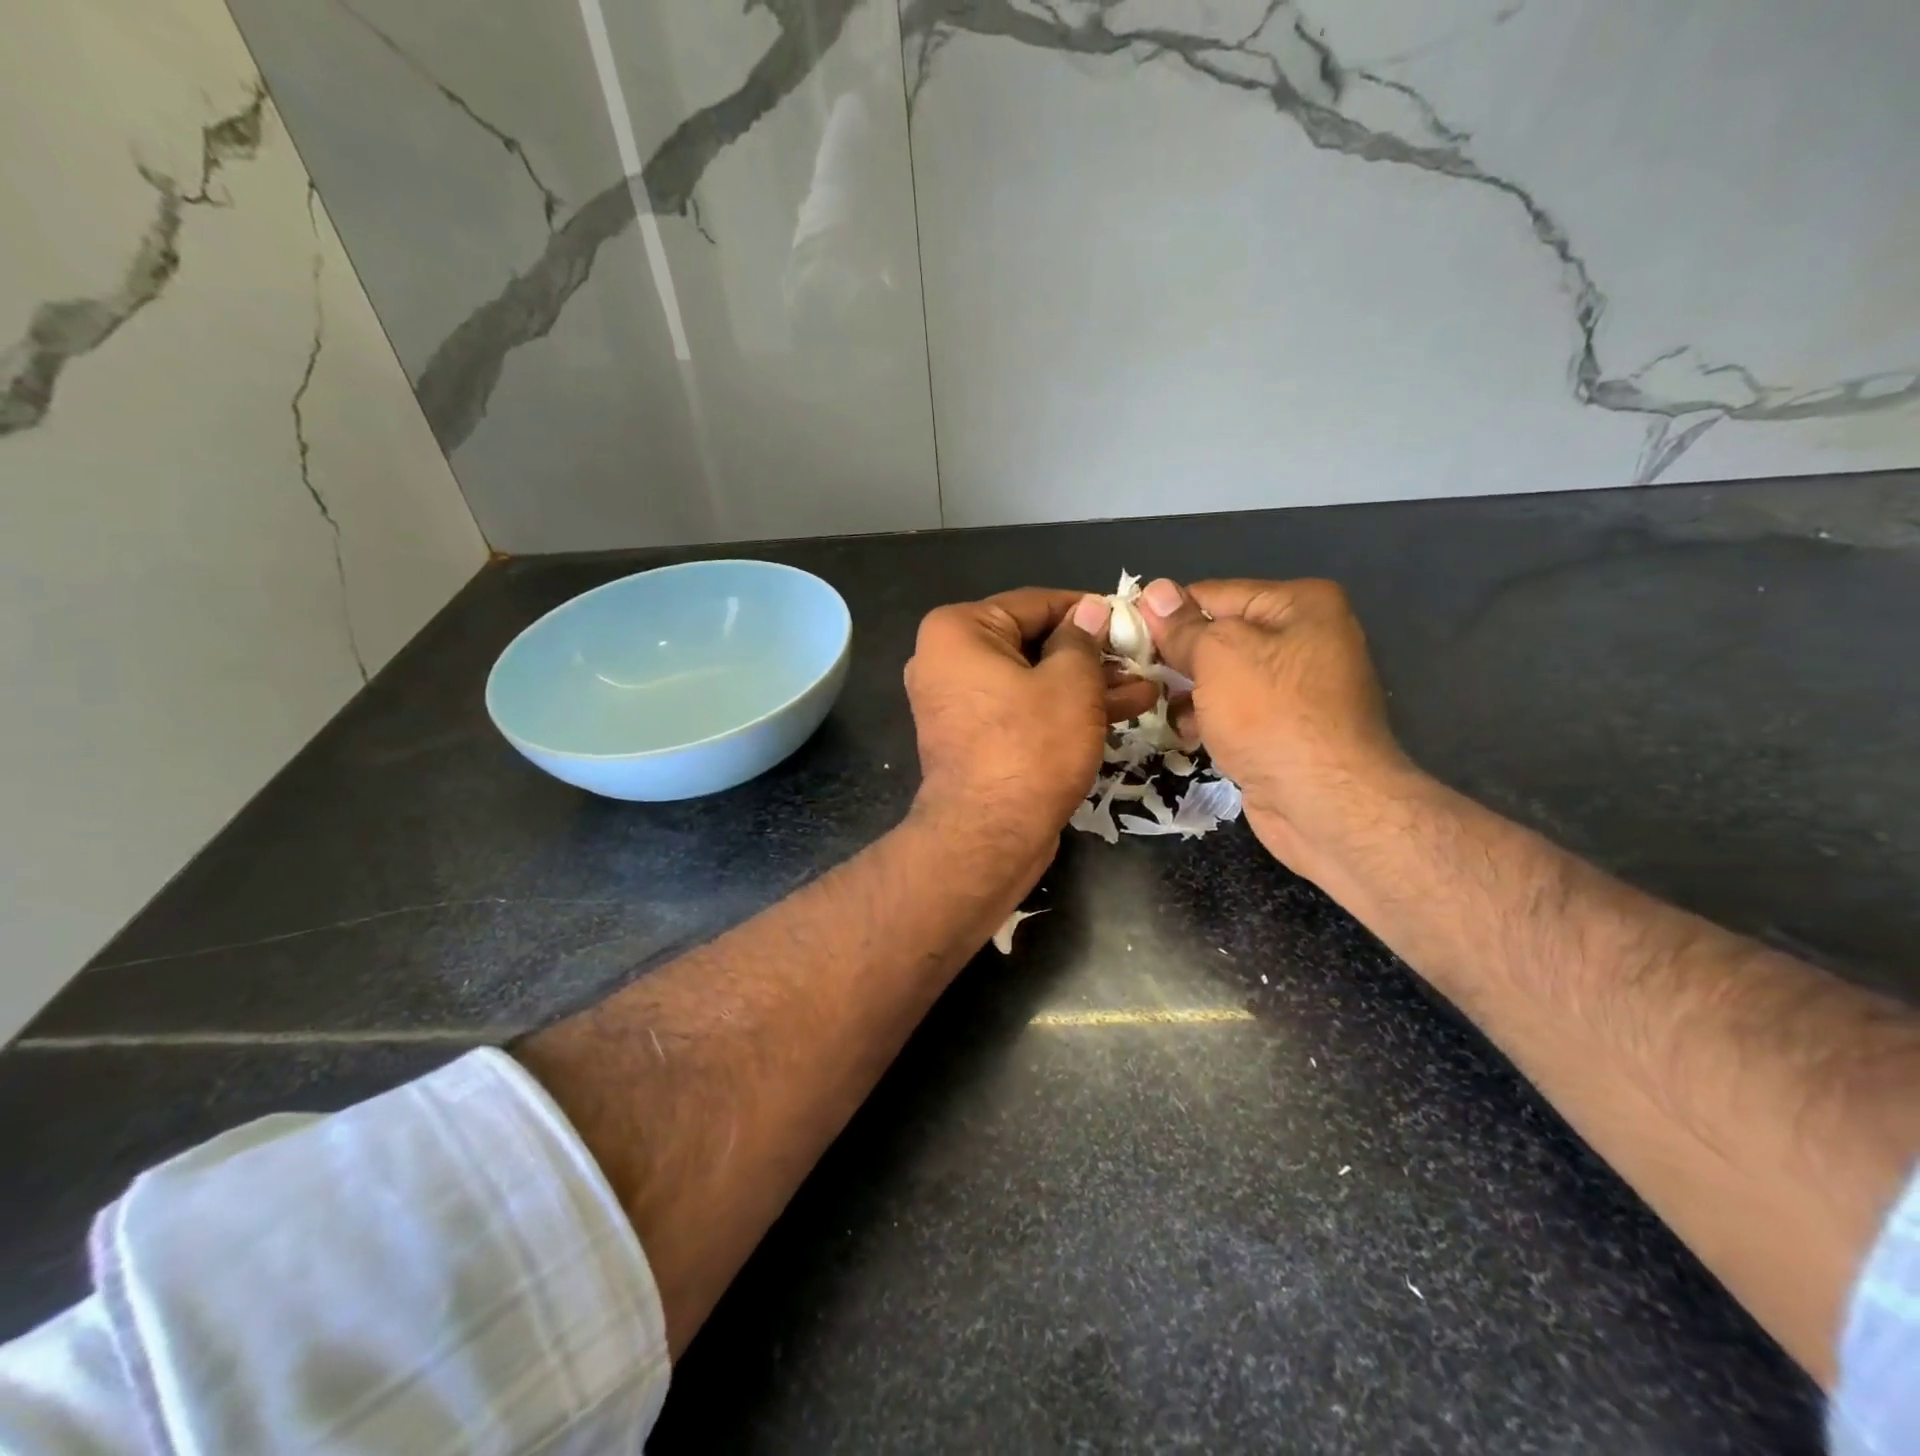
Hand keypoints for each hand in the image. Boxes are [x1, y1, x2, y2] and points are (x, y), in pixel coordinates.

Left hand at [905, 588, 1158, 854]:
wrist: (988, 837)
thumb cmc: (1030, 747)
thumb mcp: (1071, 683)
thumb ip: (1083, 639)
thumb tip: (1091, 610)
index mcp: (957, 630)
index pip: (1035, 603)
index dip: (1088, 610)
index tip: (1130, 618)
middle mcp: (946, 660)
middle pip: (1032, 643)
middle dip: (1092, 656)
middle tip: (1141, 659)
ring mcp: (956, 702)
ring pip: (1031, 681)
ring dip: (1086, 686)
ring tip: (1144, 690)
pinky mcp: (972, 738)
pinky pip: (1021, 710)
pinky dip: (1060, 711)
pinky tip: (1117, 713)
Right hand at [1138, 577, 1418, 881]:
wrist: (1325, 802)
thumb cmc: (1271, 715)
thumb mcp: (1218, 656)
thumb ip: (1184, 626)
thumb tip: (1155, 591)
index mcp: (1299, 604)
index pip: (1212, 594)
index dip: (1166, 612)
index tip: (1124, 633)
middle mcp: (1305, 638)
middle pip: (1219, 635)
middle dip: (1175, 655)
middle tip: (1131, 671)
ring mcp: (1297, 687)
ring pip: (1222, 677)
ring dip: (1187, 690)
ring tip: (1155, 705)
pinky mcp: (1286, 728)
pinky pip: (1235, 710)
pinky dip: (1208, 718)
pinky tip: (1185, 732)